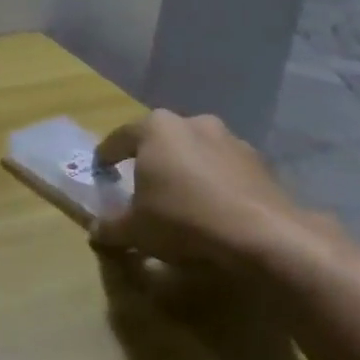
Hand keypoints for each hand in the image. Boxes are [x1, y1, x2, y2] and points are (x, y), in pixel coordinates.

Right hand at [92, 110, 332, 272]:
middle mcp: (193, 123)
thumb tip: (95, 232)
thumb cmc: (183, 219)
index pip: (120, 138)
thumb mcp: (135, 230)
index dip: (107, 155)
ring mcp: (231, 140)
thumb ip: (111, 227)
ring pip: (197, 152)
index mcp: (156, 128)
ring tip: (181, 199)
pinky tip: (214, 210)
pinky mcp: (261, 164)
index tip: (101, 169)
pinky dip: (216, 184)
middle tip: (142, 183)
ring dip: (187, 170)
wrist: (264, 236)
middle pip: (162, 140)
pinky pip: (225, 170)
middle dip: (152, 159)